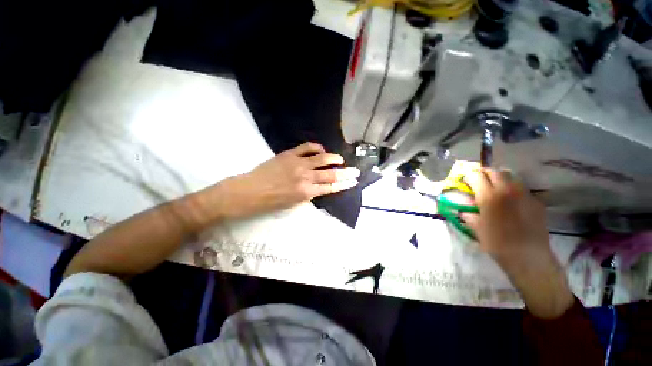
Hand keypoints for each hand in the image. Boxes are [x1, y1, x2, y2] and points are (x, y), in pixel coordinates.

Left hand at [219, 142, 359, 218]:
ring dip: (334, 159)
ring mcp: (298, 164)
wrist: (248, 192)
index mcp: (306, 193)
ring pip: (322, 158)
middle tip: (355, 171)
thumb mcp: (293, 204)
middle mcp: (305, 177)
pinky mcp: (289, 154)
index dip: (344, 184)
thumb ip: (308, 195)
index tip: (353, 181)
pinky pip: (307, 147)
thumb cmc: (270, 203)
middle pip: (331, 174)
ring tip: (340, 159)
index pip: (331, 188)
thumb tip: (319, 187)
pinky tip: (321, 149)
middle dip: (346, 173)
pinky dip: (317, 147)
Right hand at [461, 169, 574, 318]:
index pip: (476, 175)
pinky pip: (522, 188)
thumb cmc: (496, 242)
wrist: (528, 257)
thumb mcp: (476, 227)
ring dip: (500, 178)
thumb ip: (468, 214)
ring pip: (511, 176)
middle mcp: (507, 190)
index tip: (464, 181)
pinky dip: (513, 189)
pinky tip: (511, 202)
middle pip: (494, 171)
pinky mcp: (536, 202)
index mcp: (488, 196)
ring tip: (495, 188)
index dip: (468, 176)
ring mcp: (524, 194)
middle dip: (484, 173)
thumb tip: (462, 209)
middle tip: (479, 181)